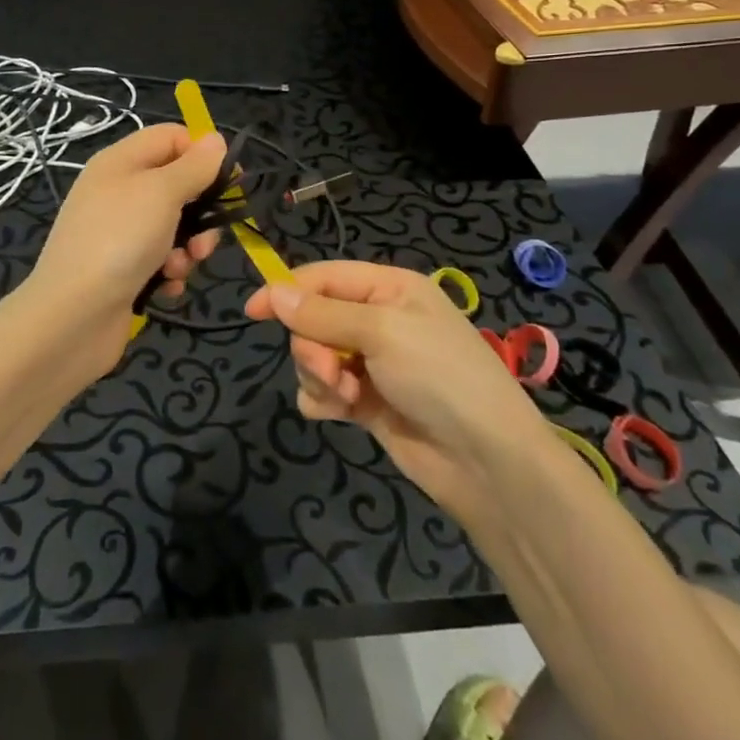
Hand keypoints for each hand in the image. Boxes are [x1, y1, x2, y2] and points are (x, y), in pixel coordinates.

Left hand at [25, 125, 225, 374]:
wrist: (72, 316)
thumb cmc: (119, 240)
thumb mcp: (162, 192)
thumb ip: (193, 166)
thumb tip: (215, 140)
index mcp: (121, 161)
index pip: (171, 137)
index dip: (201, 154)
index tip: (230, 181)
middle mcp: (118, 191)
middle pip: (176, 185)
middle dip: (200, 212)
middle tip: (206, 238)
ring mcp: (118, 232)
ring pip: (173, 226)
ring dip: (187, 247)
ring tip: (180, 267)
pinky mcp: (121, 268)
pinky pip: (160, 259)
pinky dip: (169, 272)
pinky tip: (165, 287)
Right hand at [244, 261, 549, 519]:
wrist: (487, 462)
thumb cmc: (440, 377)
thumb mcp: (382, 333)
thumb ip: (322, 314)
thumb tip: (273, 292)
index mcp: (389, 288)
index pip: (324, 277)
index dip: (287, 290)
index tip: (252, 311)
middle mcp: (378, 319)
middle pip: (314, 319)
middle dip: (312, 346)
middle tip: (330, 371)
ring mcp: (372, 363)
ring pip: (314, 356)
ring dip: (319, 375)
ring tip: (345, 397)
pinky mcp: (367, 401)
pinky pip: (324, 390)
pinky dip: (324, 400)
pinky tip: (341, 413)